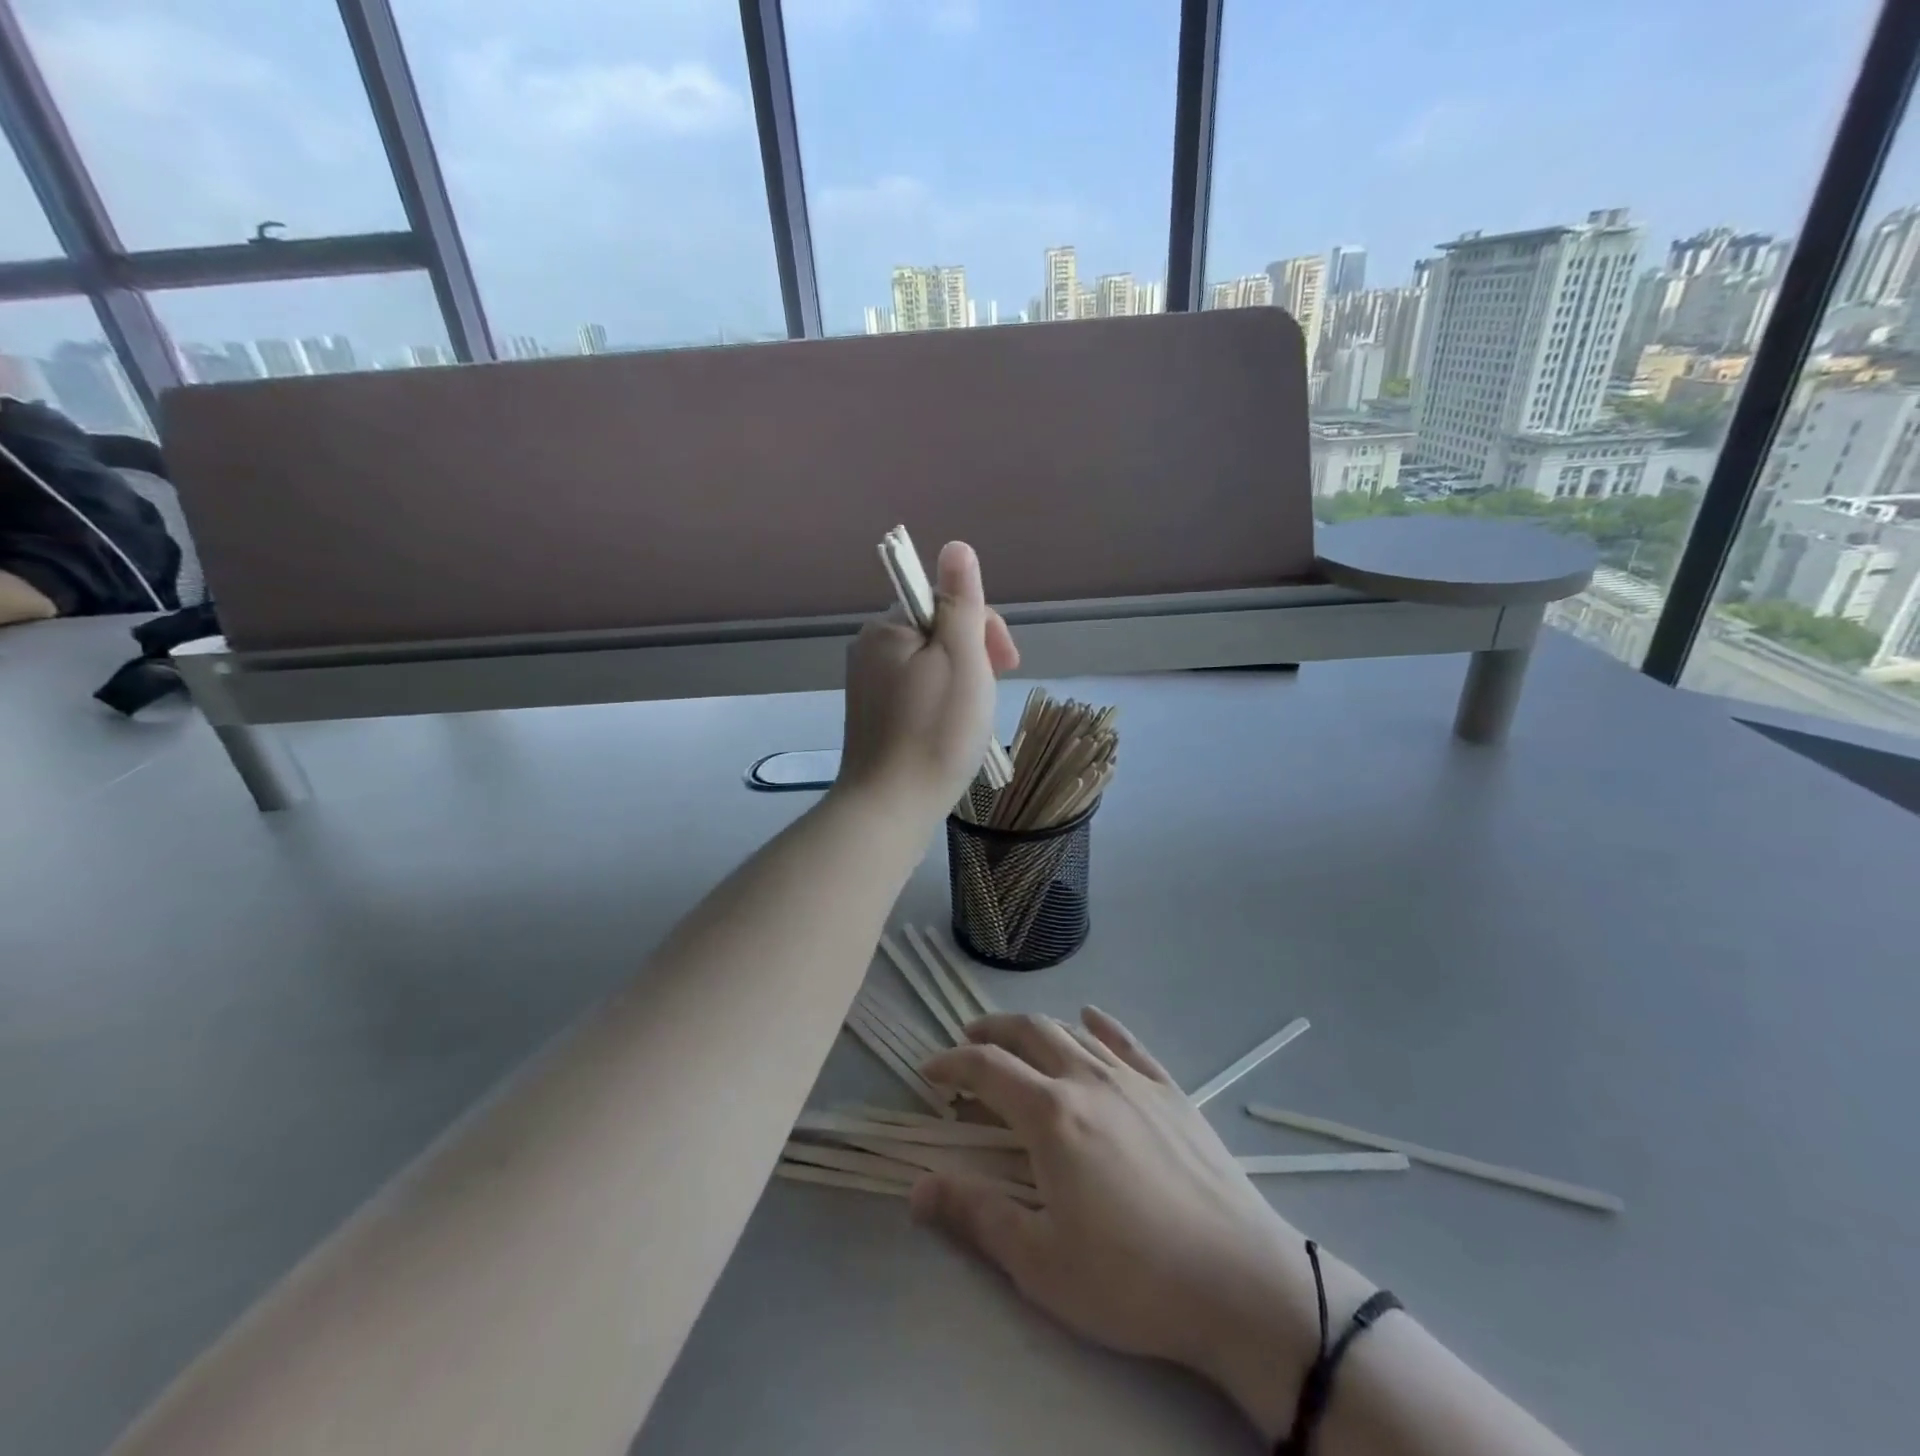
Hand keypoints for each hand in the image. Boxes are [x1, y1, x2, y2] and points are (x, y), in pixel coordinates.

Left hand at [835, 541, 1018, 820]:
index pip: (945, 603)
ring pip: (929, 665)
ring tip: (976, 719)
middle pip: (937, 632)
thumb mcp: (961, 658)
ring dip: (962, 681)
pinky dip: (940, 703)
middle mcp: (869, 649)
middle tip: (994, 695)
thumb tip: (956, 547)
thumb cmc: (935, 731)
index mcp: (886, 628)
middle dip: (974, 656)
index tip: (1007, 664)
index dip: (983, 626)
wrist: (891, 807)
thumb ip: (961, 601)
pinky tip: (952, 731)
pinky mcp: (872, 716)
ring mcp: (867, 685)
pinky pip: (915, 692)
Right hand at [913, 1009, 1373, 1439]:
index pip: (987, 1068)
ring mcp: (1134, 1080)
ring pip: (1073, 1032)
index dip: (951, 1063)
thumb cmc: (1131, 1278)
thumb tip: (918, 1188)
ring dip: (1037, 1028)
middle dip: (991, 1031)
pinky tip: (1091, 1018)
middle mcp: (1087, 1079)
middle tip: (968, 1041)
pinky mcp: (1170, 1091)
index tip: (928, 1071)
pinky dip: (1101, 1025)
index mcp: (1050, 1114)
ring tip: (1018, 1039)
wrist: (1239, 1280)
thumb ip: (976, 1216)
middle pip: (1029, 1033)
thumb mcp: (1040, 1261)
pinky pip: (1127, 1042)